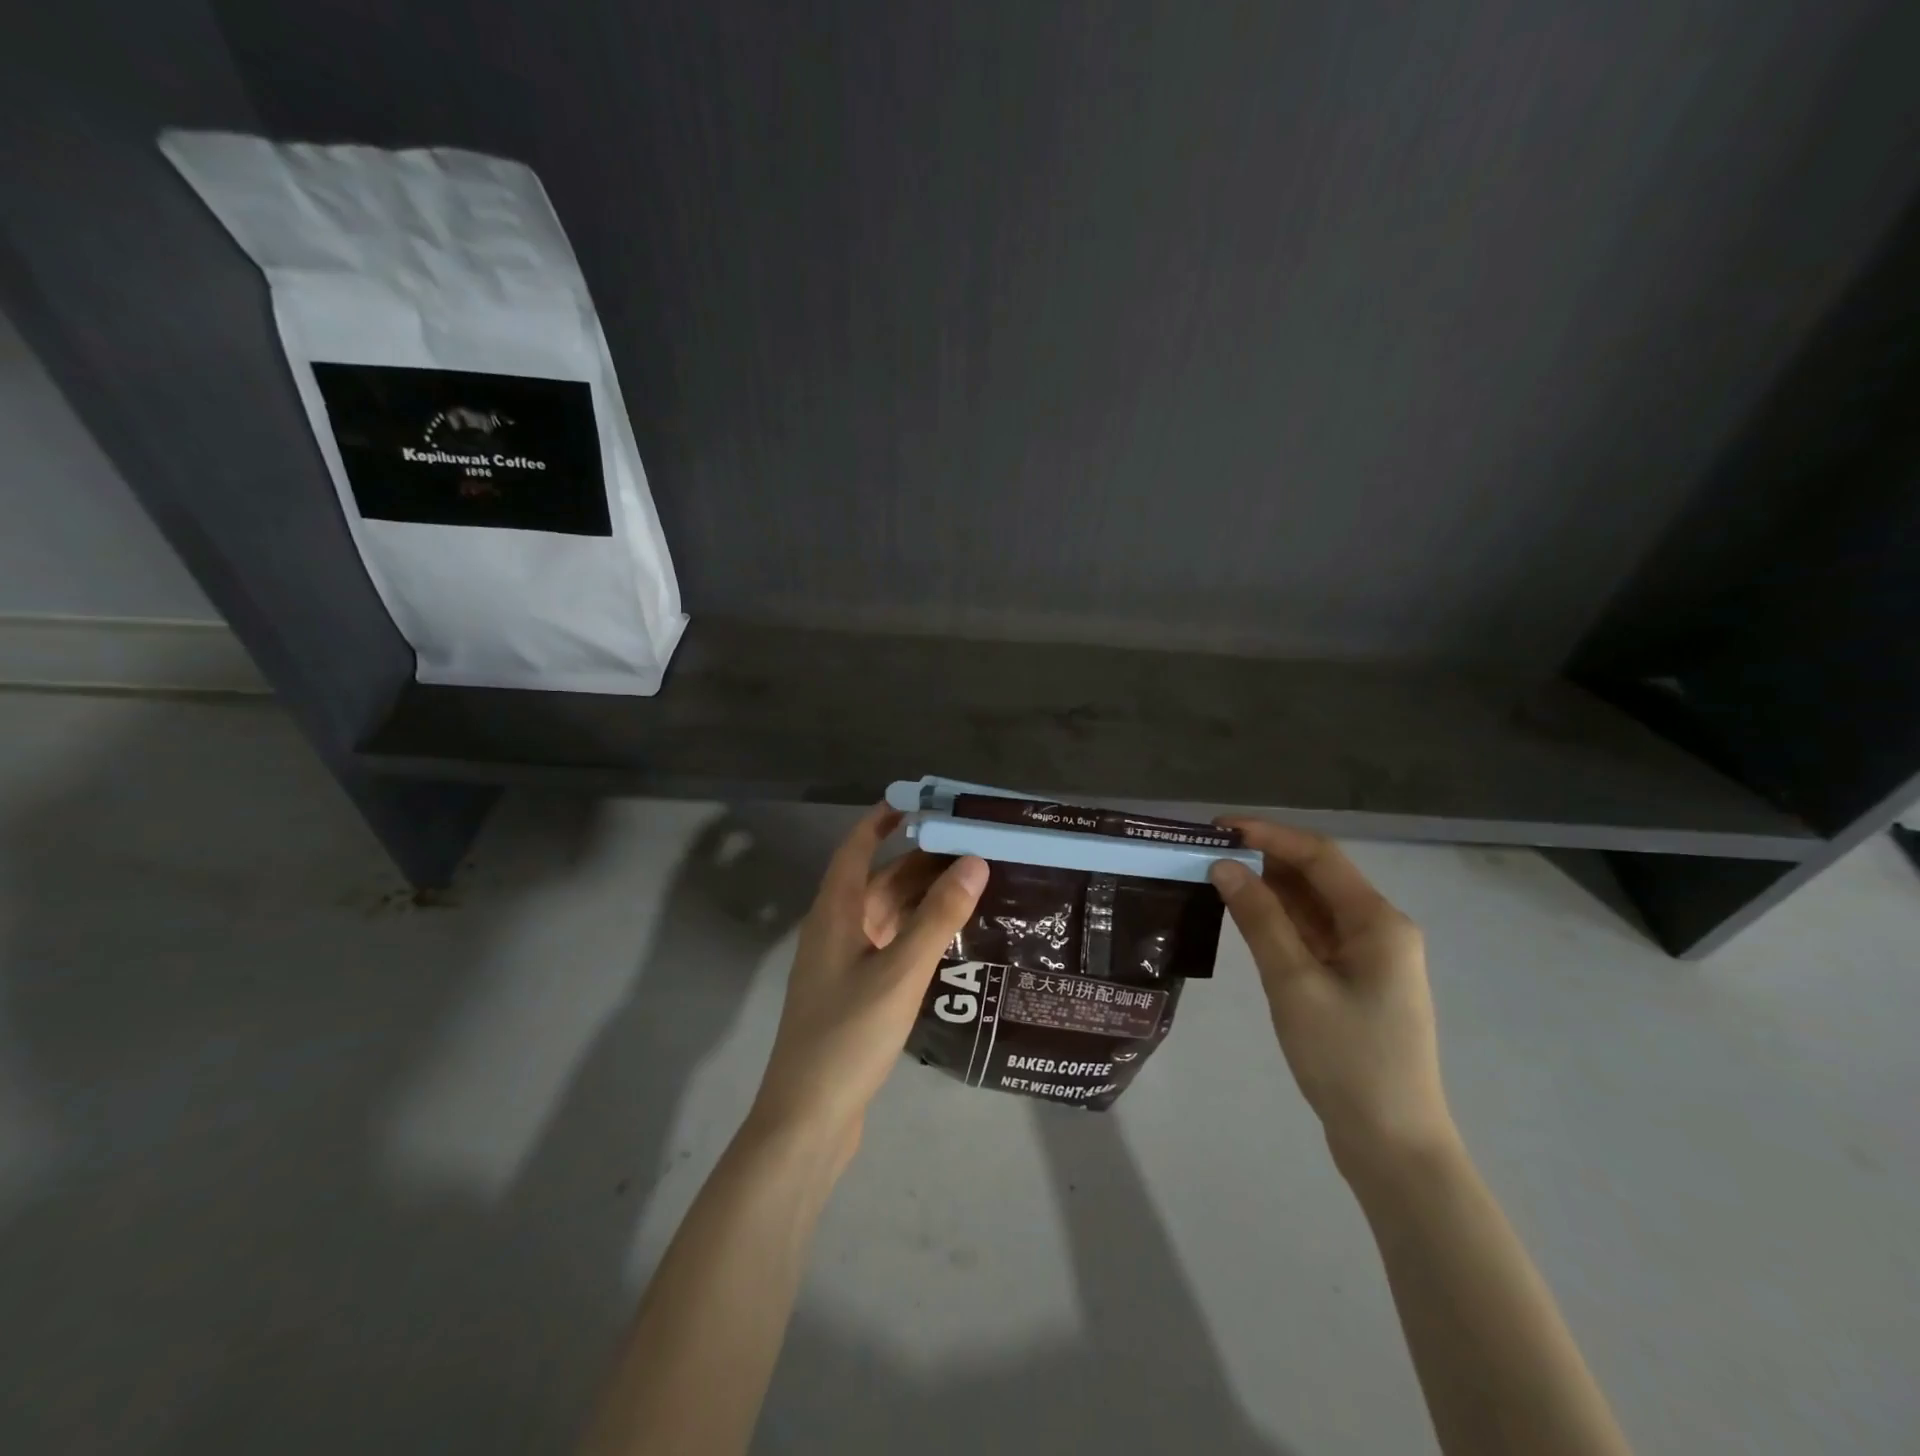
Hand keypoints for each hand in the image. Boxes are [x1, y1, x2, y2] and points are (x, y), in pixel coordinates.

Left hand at [748, 805, 987, 1164]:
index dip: (882, 820)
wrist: (807, 1120)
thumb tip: (974, 860)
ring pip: (884, 915)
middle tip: (969, 843)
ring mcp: (841, 965)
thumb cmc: (848, 1036)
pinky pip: (887, 945)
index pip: (855, 849)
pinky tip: (948, 937)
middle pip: (876, 880)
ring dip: (920, 897)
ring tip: (970, 882)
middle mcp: (834, 930)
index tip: (920, 802)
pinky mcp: (853, 994)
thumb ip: (938, 917)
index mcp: (834, 914)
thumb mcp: (900, 972)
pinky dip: (915, 932)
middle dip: (917, 859)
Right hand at [1208, 819, 1455, 1181]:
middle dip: (1264, 858)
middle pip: (1317, 877)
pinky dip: (1279, 920)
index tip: (1217, 828)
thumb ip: (1260, 919)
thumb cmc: (1347, 1059)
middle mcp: (1379, 930)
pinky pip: (1313, 935)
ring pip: (1313, 906)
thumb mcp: (1294, 983)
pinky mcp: (1354, 982)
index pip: (1318, 856)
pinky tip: (1244, 917)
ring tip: (1216, 877)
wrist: (1392, 1144)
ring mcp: (1369, 958)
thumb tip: (1225, 866)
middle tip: (1207, 852)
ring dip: (1269, 889)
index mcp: (1378, 922)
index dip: (1268, 834)